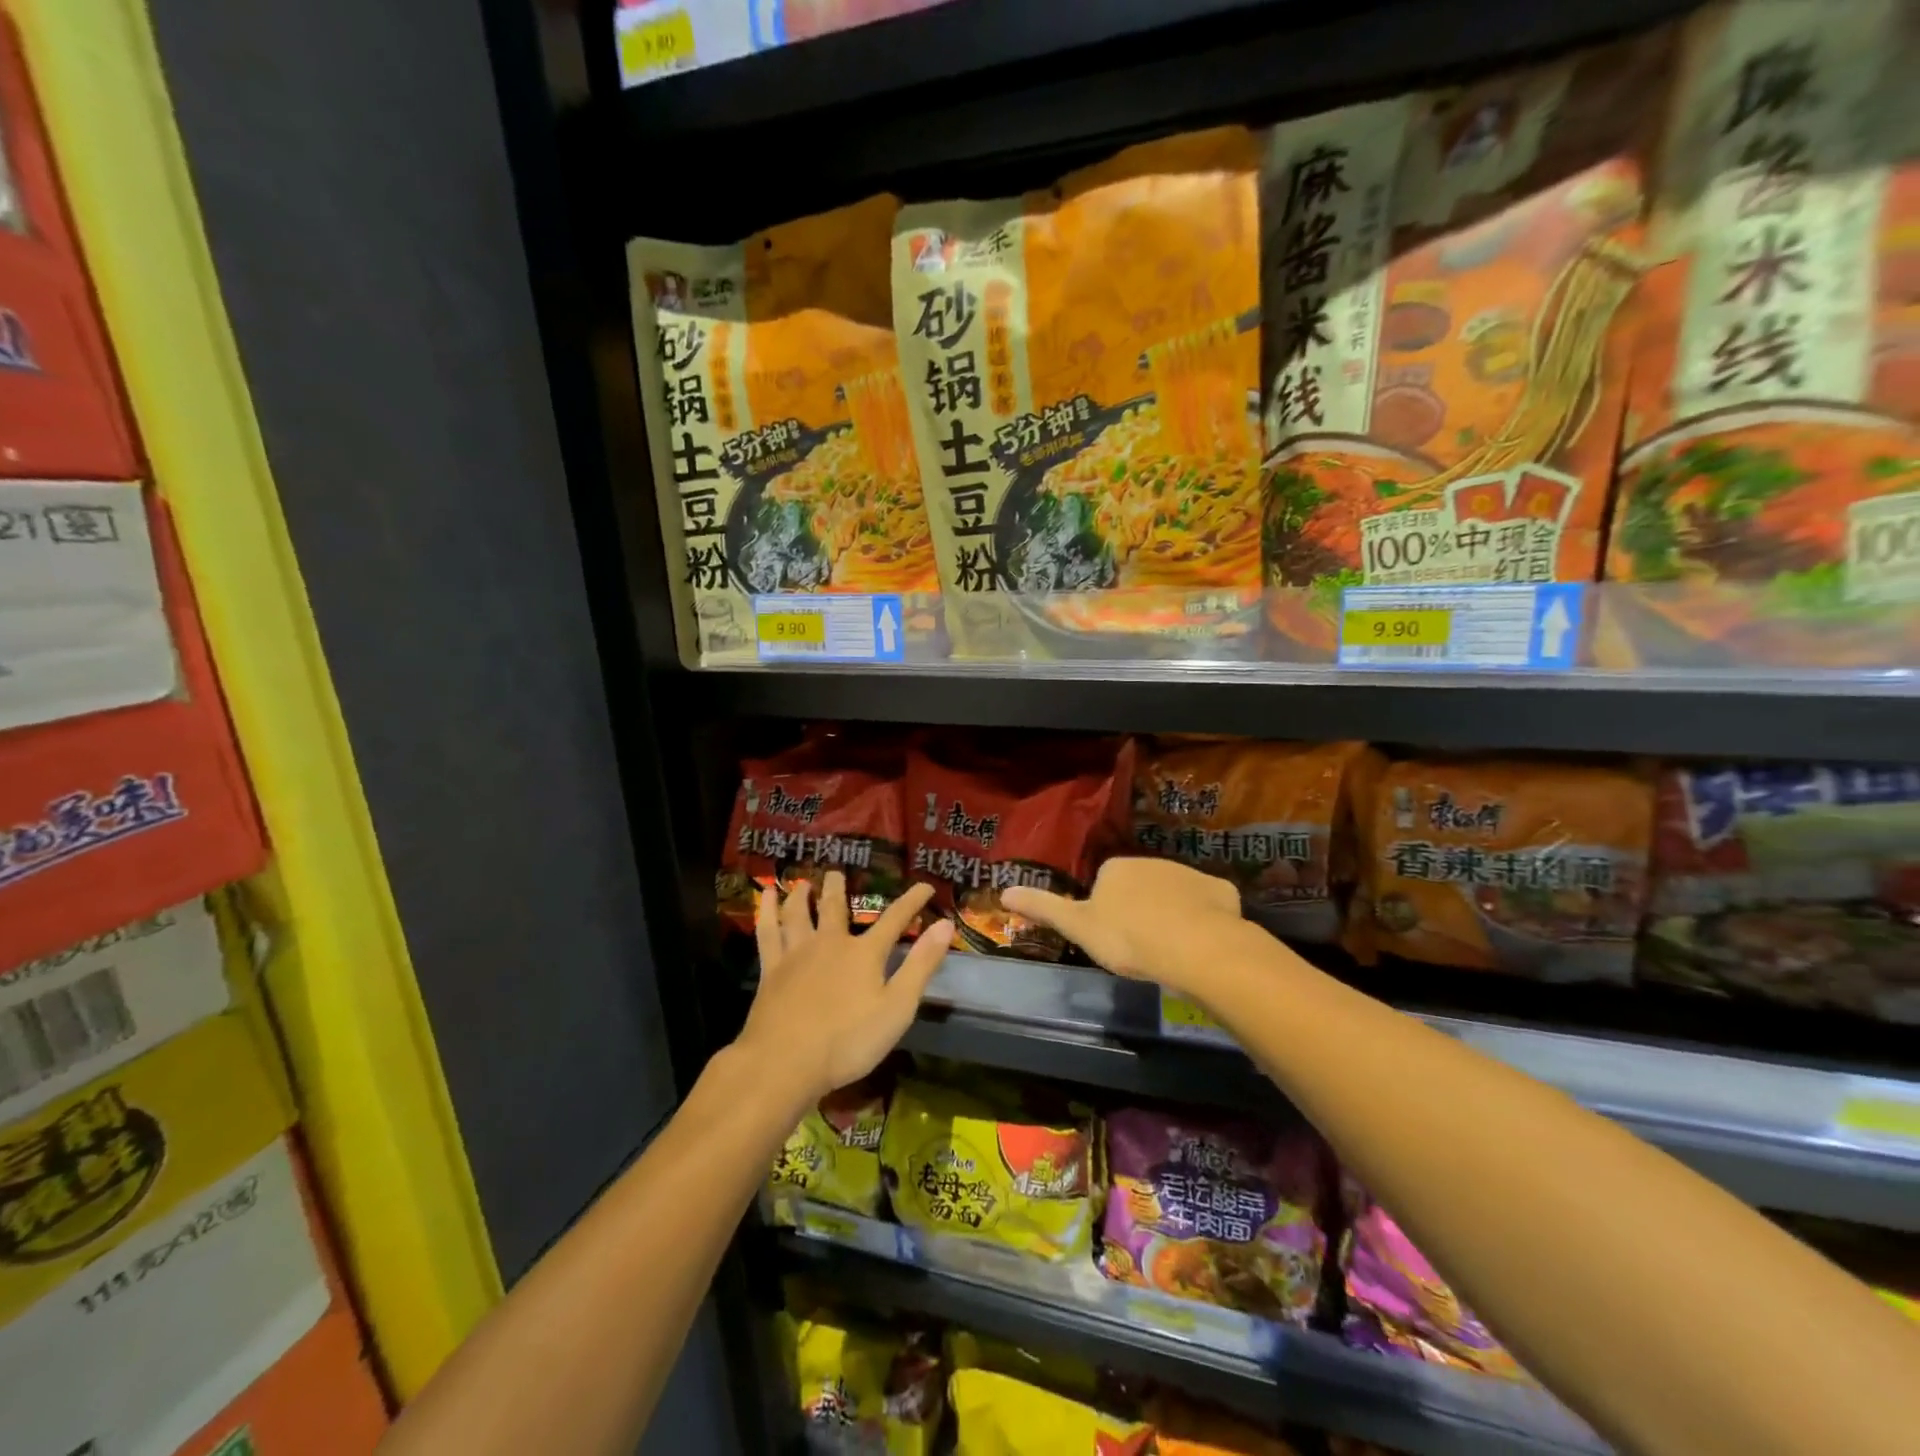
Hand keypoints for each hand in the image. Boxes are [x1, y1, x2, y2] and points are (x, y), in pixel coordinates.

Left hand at [736, 872, 953, 1104]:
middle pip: (834, 907)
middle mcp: (830, 943)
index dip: (912, 902)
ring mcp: (796, 954)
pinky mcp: (771, 970)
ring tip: (802, 884)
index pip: (894, 920)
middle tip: (836, 871)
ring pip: (797, 914)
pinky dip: (766, 911)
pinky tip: (763, 898)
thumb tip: (945, 925)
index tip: (926, 887)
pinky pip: (768, 932)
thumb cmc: (848, 1041)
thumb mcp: (898, 1007)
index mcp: (864, 953)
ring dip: (800, 895)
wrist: (784, 1062)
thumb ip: (921, 965)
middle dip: (838, 888)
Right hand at [1002, 858, 1242, 995]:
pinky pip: (1207, 904)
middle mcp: (1151, 861)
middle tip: (1140, 948)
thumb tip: (1003, 891)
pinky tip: (1202, 944)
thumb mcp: (1078, 927)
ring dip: (1171, 914)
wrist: (1196, 947)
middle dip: (1139, 910)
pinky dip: (1204, 919)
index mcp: (1115, 868)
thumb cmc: (1129, 938)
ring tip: (1170, 951)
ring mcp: (1189, 874)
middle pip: (1139, 887)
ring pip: (1174, 895)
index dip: (1105, 912)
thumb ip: (1044, 908)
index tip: (1111, 938)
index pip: (1103, 884)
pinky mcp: (1221, 891)